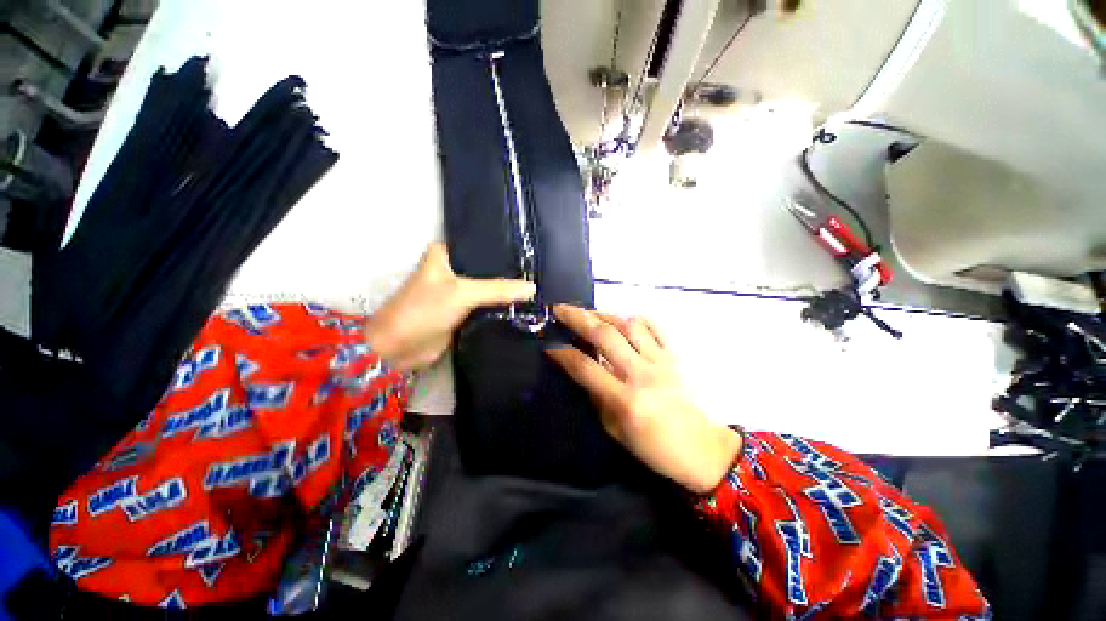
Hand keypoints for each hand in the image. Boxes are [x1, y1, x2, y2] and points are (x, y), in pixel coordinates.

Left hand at [364, 243, 534, 371]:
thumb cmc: (424, 310)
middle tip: (538, 273)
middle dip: (509, 274)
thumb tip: (533, 288)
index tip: (531, 254)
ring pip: (489, 290)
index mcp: (445, 255)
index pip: (481, 247)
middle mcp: (452, 271)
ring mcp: (458, 293)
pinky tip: (523, 306)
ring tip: (537, 288)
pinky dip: (501, 308)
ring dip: (506, 293)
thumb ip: (498, 289)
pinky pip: (487, 307)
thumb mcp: (462, 293)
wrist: (400, 349)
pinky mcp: (463, 313)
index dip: (504, 252)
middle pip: (487, 270)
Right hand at [547, 305, 741, 494]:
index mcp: (624, 399)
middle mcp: (640, 373)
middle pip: (604, 337)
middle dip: (577, 319)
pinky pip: (655, 327)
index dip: (563, 354)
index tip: (549, 346)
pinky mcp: (673, 355)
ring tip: (589, 313)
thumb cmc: (654, 447)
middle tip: (560, 310)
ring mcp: (659, 361)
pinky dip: (636, 318)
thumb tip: (581, 370)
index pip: (585, 367)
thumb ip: (597, 397)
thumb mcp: (615, 430)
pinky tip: (623, 319)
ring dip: (604, 314)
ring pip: (628, 325)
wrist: (701, 448)